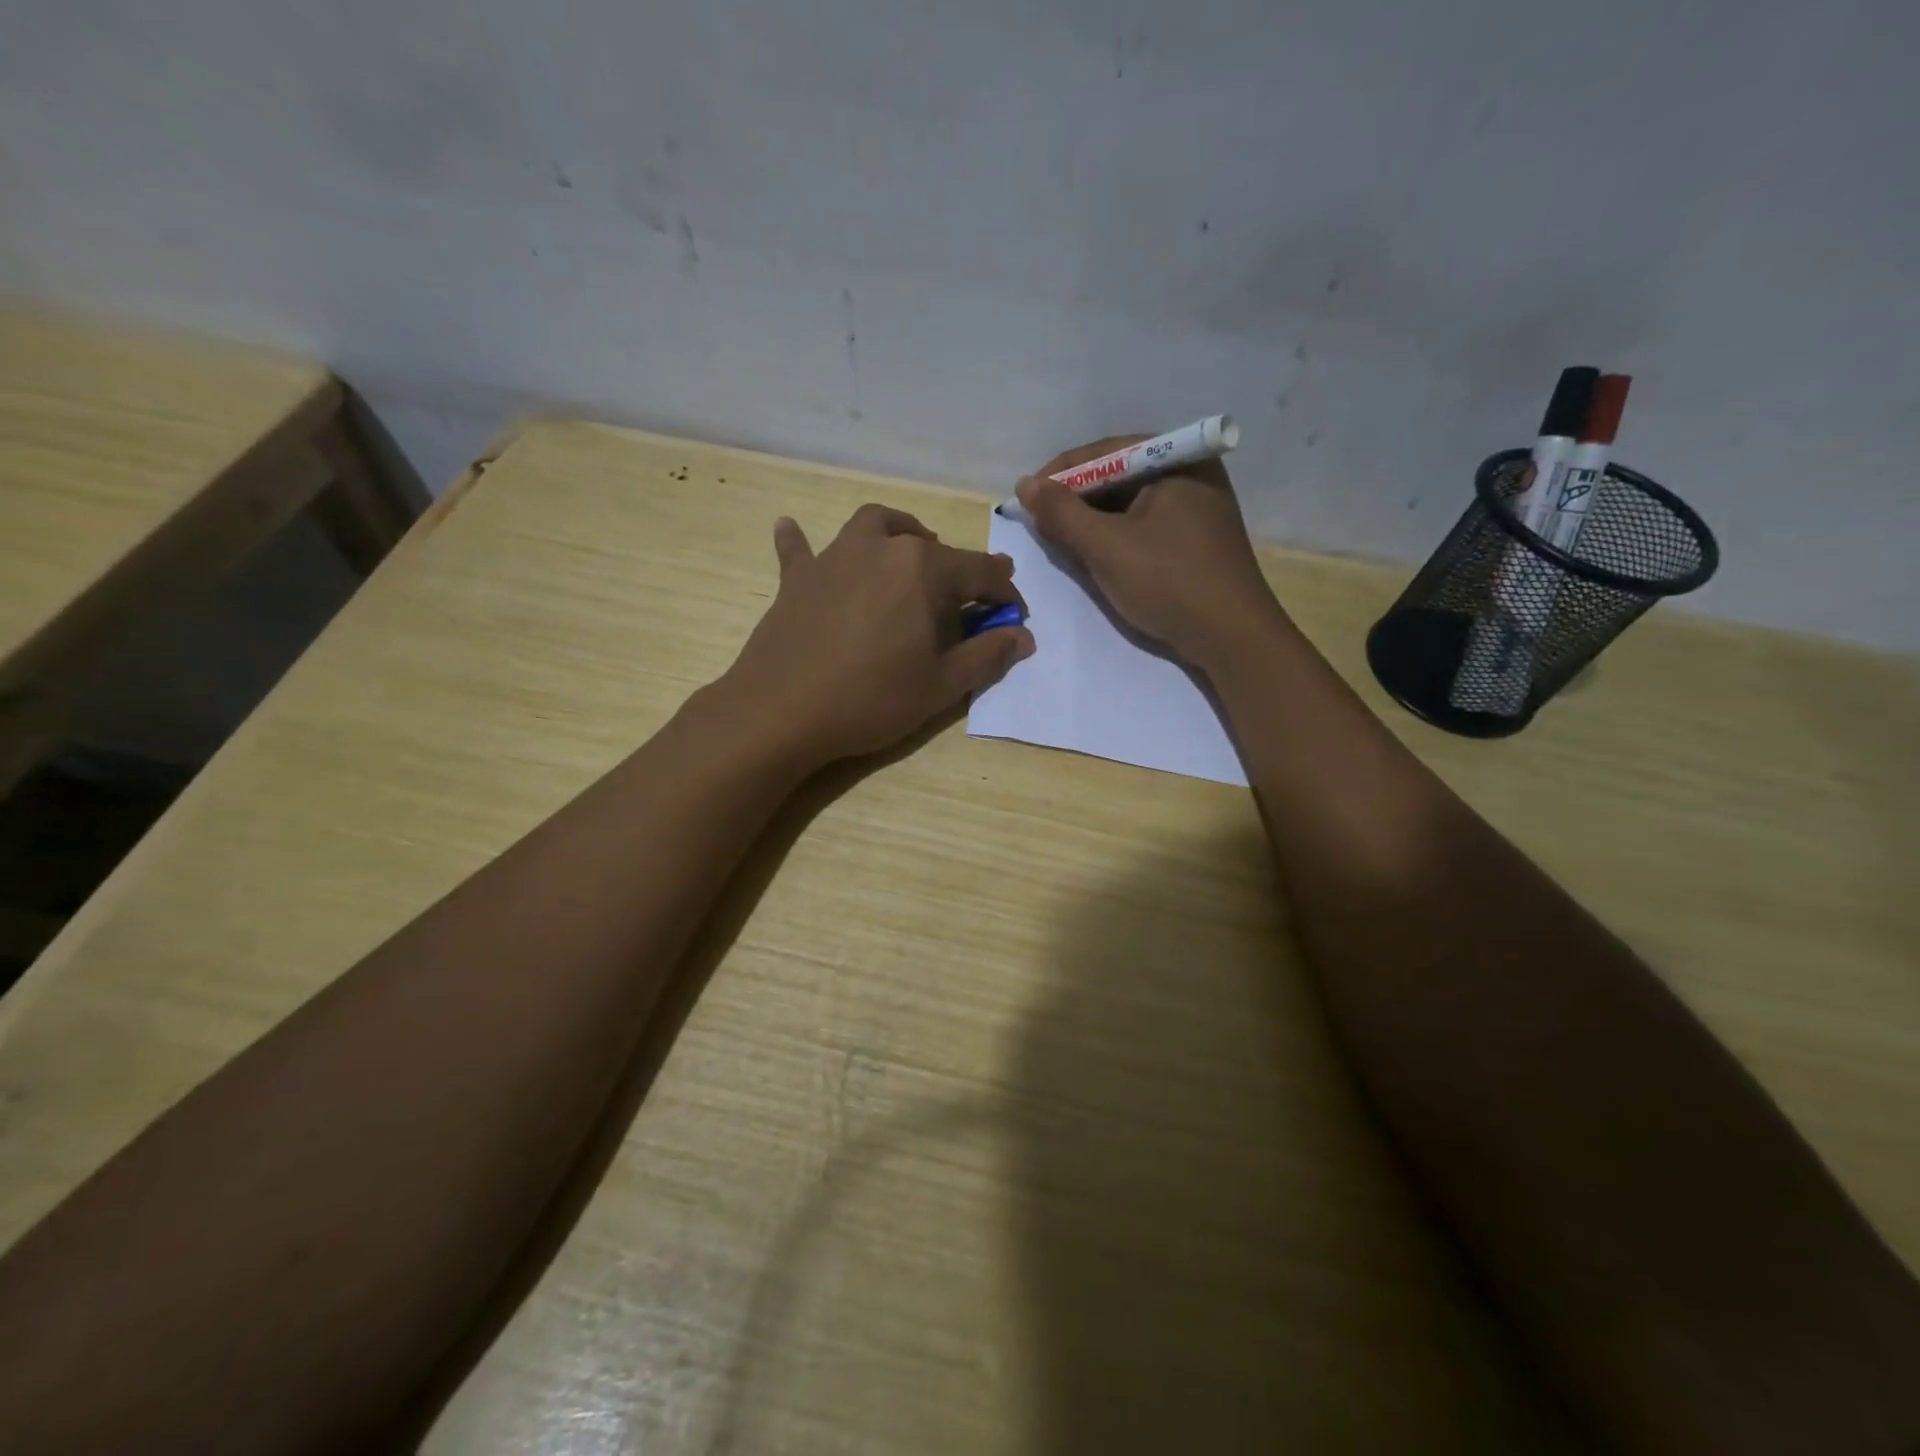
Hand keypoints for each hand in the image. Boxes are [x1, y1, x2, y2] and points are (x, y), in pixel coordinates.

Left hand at [721, 504, 1033, 766]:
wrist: (781, 712)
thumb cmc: (871, 699)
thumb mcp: (941, 685)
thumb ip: (987, 655)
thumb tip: (1023, 636)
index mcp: (923, 568)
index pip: (981, 572)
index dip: (1004, 595)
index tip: (1015, 619)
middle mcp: (881, 547)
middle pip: (932, 549)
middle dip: (959, 572)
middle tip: (967, 605)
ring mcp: (834, 557)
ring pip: (876, 526)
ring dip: (900, 534)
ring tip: (910, 554)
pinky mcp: (797, 577)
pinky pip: (801, 549)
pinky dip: (803, 542)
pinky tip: (792, 531)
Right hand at [1016, 437, 1284, 668]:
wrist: (1232, 639)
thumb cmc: (1169, 583)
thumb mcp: (1106, 547)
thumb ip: (1062, 513)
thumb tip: (1025, 484)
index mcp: (1177, 459)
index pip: (1103, 453)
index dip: (1058, 475)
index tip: (1024, 501)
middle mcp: (1190, 472)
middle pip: (1116, 475)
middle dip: (1075, 500)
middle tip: (1040, 526)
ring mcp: (1196, 506)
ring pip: (1129, 503)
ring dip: (1092, 521)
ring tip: (1061, 543)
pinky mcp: (1195, 537)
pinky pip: (1144, 524)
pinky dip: (1115, 536)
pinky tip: (1094, 555)